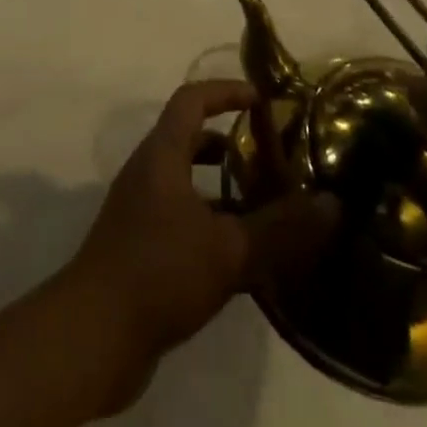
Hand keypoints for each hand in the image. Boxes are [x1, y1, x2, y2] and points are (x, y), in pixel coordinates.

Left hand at [67, 81, 337, 397]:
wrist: (93, 335)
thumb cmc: (158, 271)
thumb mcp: (228, 250)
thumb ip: (280, 229)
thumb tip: (333, 204)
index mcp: (162, 154)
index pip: (192, 99)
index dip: (225, 91)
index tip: (261, 99)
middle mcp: (148, 171)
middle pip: (189, 138)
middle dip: (228, 141)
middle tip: (269, 156)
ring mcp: (139, 209)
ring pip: (186, 180)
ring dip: (221, 186)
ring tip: (263, 205)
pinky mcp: (139, 245)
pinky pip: (180, 215)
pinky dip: (209, 220)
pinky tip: (239, 255)